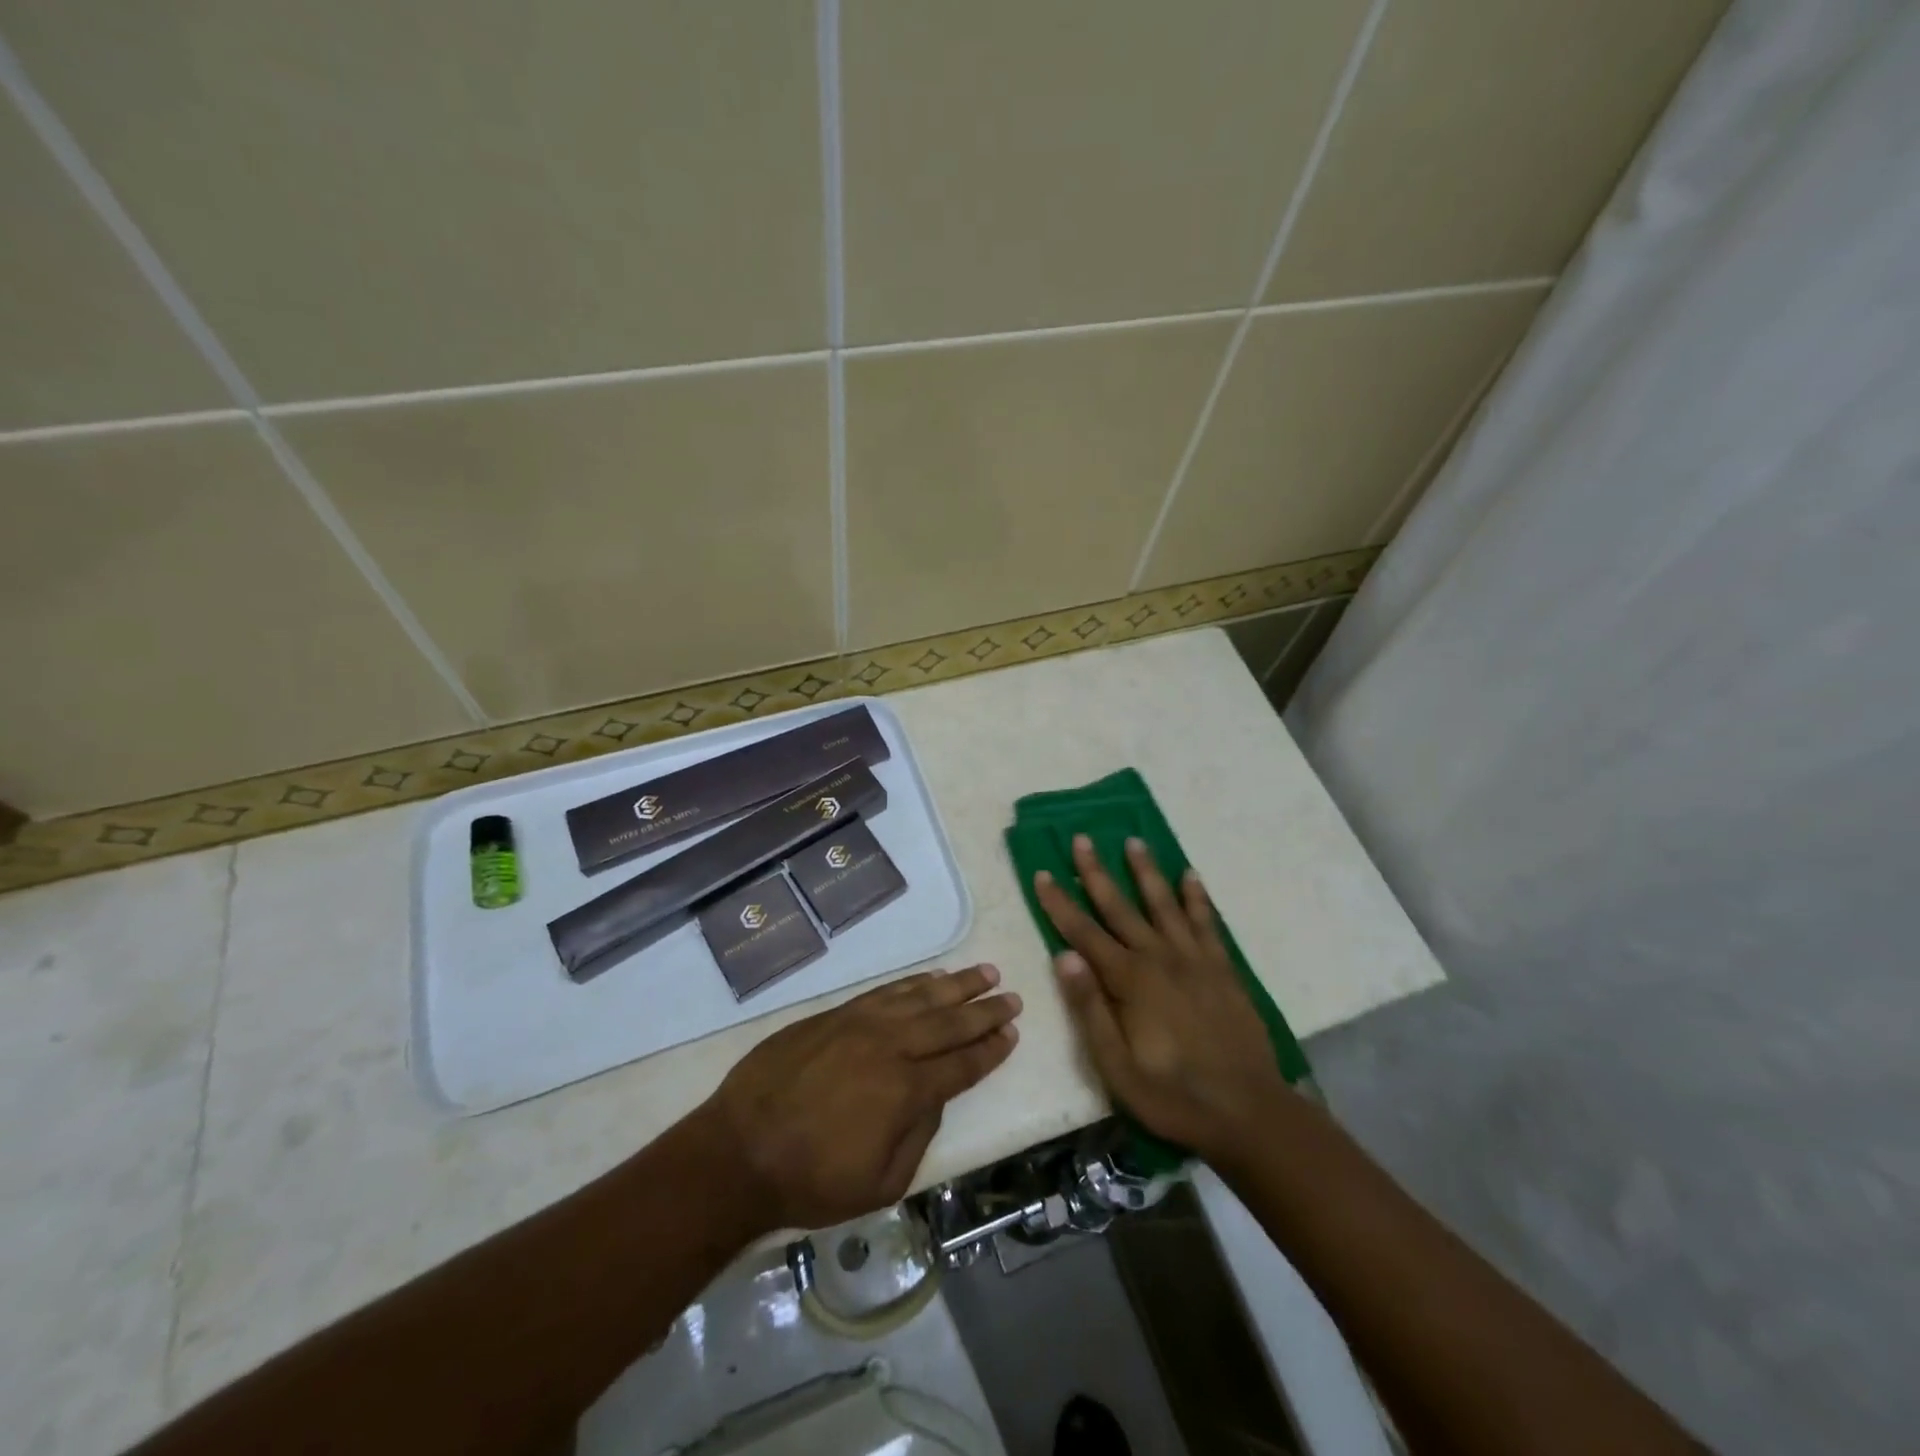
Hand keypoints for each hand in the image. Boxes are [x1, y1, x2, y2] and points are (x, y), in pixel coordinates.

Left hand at [701, 965, 1021, 1230]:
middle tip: (1011, 996)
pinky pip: (884, 992)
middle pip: (948, 1022)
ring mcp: (860, 1024)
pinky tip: (929, 978)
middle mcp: (890, 1046)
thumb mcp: (880, 1183)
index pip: (962, 1064)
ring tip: (983, 973)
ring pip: (919, 997)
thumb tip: (935, 1096)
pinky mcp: (835, 1014)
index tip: (1012, 1033)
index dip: (990, 1049)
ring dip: (955, 985)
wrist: (739, 1151)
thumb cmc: (811, 1180)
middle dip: (984, 1010)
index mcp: (905, 1090)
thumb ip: (918, 1135)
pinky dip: (912, 984)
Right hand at [1035, 836, 1290, 1167]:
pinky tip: (1191, 876)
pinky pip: (1207, 923)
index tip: (1042, 873)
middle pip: (1121, 907)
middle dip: (1097, 872)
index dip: (1060, 903)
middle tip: (1082, 839)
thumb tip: (1064, 956)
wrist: (1249, 1112)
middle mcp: (1160, 958)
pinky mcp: (1222, 969)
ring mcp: (1194, 960)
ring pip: (1164, 904)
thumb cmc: (1173, 1095)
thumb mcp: (1117, 1067)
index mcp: (1130, 981)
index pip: (1084, 933)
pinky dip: (1197, 898)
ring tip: (1134, 841)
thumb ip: (1090, 1009)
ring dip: (1146, 872)